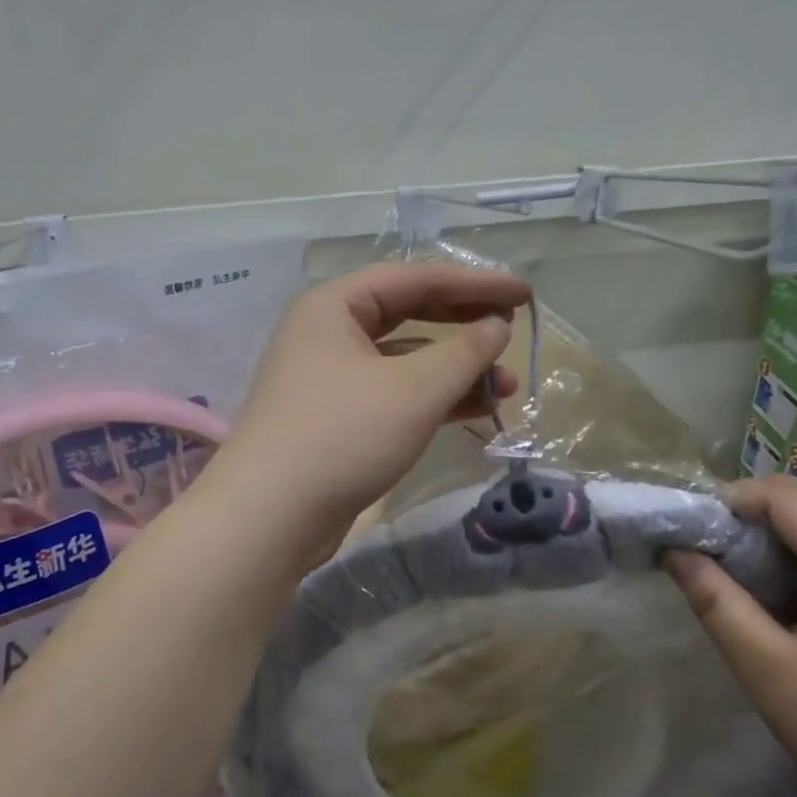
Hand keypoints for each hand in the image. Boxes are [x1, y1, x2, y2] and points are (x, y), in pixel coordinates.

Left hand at [208, 263, 529, 559]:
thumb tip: (497, 328)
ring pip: (405, 363)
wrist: (271, 517)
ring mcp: (330, 381)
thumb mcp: (414, 389)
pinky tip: (475, 411)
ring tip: (508, 387)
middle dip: (465, 326)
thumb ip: (464, 352)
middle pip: (409, 316)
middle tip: (513, 331)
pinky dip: (434, 401)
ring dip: (456, 371)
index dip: (475, 284)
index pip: (416, 279)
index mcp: (334, 306)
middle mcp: (328, 335)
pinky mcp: (338, 422)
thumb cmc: (343, 435)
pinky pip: (395, 397)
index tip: (524, 294)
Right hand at [663, 476, 796, 796]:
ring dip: (771, 536)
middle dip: (747, 513)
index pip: (786, 496)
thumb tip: (675, 553)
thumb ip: (718, 605)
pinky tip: (775, 601)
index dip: (731, 499)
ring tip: (730, 574)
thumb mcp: (769, 672)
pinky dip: (795, 559)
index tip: (688, 531)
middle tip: (703, 551)